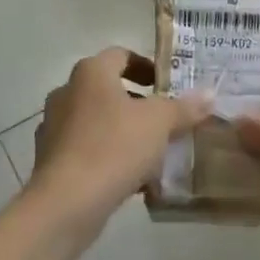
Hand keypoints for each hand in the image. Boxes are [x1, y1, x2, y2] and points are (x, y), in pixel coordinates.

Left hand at [30, 49, 212, 225]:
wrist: (65, 204)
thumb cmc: (114, 147)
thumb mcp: (159, 123)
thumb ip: (184, 107)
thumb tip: (210, 94)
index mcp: (91, 73)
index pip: (121, 55)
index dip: (147, 66)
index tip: (168, 85)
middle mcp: (67, 92)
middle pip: (109, 90)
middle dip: (139, 104)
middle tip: (167, 120)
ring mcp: (54, 128)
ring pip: (98, 122)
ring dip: (124, 132)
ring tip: (154, 153)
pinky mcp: (50, 161)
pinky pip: (87, 150)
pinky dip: (108, 157)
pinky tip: (132, 179)